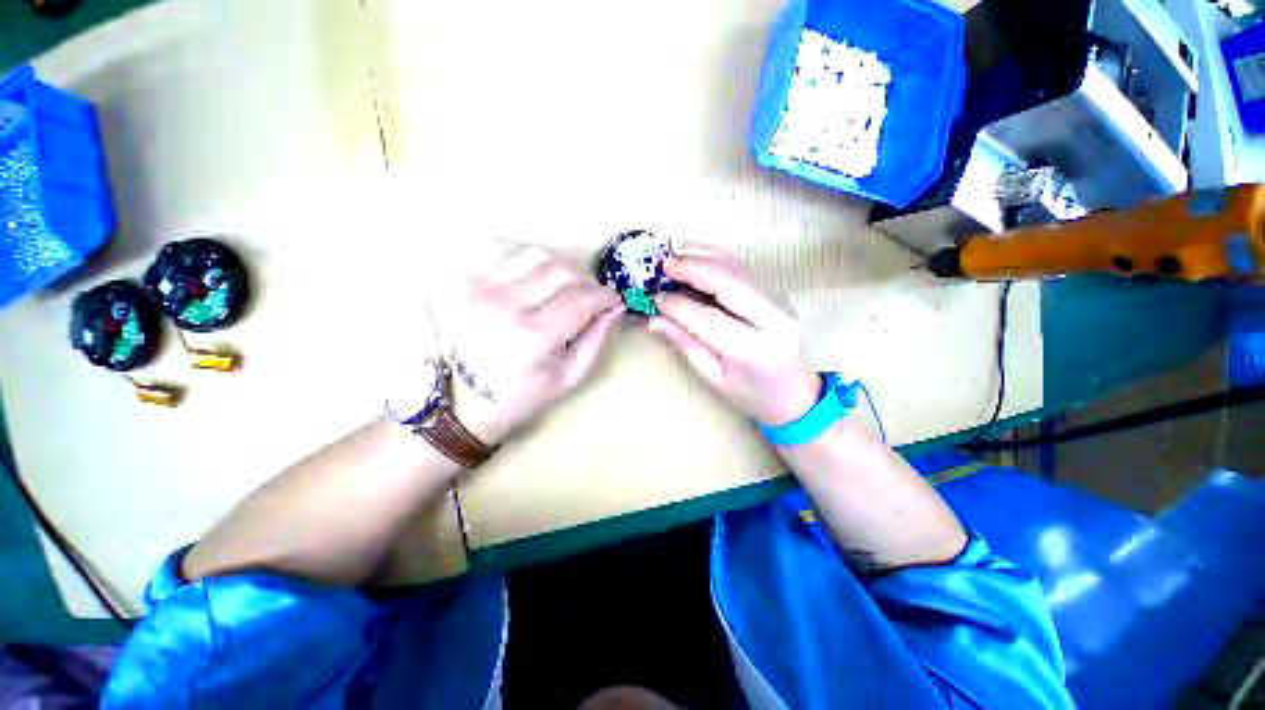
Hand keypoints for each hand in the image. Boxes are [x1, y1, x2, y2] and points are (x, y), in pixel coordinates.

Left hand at [447, 246, 623, 443]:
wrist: (469, 400)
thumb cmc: (526, 393)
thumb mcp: (570, 375)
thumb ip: (597, 338)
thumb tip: (615, 305)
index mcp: (534, 337)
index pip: (582, 298)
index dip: (605, 295)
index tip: (614, 299)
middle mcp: (506, 305)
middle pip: (561, 269)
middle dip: (587, 279)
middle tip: (592, 295)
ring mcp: (483, 289)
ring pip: (536, 253)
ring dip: (561, 265)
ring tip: (567, 286)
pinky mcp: (470, 283)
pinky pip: (507, 252)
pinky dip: (531, 259)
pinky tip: (538, 278)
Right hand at [648, 244, 820, 425]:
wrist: (793, 391)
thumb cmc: (750, 393)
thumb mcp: (713, 376)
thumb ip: (686, 344)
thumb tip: (654, 320)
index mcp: (754, 350)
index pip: (709, 320)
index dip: (679, 306)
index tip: (656, 298)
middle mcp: (773, 320)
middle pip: (729, 283)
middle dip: (693, 269)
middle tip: (664, 264)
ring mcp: (780, 301)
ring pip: (738, 268)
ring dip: (704, 255)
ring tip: (676, 250)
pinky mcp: (778, 291)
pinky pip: (744, 267)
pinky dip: (717, 257)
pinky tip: (697, 252)